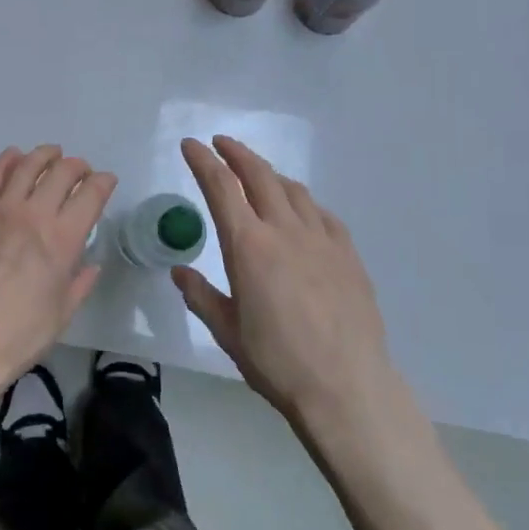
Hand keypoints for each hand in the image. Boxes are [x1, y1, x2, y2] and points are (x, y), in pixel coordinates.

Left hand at [0, 145, 115, 388]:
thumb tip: (90, 265)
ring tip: (51, 154)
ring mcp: (0, 210)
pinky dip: (6, 161)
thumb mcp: (63, 313)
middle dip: (78, 166)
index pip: (91, 194)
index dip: (103, 182)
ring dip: (44, 155)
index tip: (106, 182)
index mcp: (63, 239)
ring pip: (27, 165)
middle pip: (62, 172)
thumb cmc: (19, 335)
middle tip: (80, 171)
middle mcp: (35, 215)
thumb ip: (80, 283)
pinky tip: (13, 157)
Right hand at [172, 136, 392, 420]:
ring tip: (257, 174)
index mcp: (248, 246)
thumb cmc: (277, 361)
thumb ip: (201, 296)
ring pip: (293, 190)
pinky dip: (303, 202)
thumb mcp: (226, 331)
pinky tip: (300, 211)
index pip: (220, 188)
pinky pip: (322, 214)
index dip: (203, 161)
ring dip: (270, 174)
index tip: (191, 145)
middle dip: (236, 153)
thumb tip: (181, 272)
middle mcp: (284, 231)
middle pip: (259, 176)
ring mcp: (321, 239)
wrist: (346, 385)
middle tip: (221, 144)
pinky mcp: (348, 254)